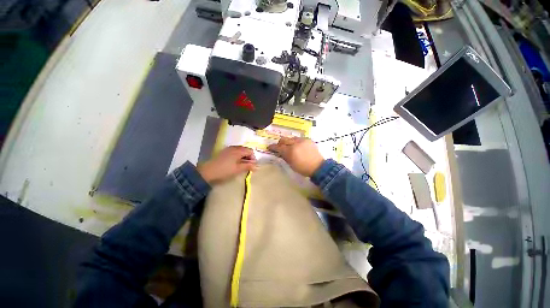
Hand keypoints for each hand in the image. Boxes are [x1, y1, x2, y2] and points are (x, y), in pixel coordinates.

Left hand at [197, 146, 256, 183]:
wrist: (208, 171)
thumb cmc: (225, 170)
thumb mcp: (238, 169)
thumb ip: (248, 166)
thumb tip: (257, 166)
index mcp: (238, 151)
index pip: (250, 151)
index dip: (253, 158)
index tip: (252, 165)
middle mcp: (234, 147)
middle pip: (245, 149)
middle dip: (248, 157)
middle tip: (248, 165)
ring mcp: (228, 149)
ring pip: (240, 150)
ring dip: (243, 156)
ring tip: (242, 164)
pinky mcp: (224, 151)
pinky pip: (234, 151)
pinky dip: (238, 155)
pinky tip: (235, 162)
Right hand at [267, 137, 323, 176]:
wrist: (318, 166)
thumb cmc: (303, 168)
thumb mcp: (291, 164)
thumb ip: (284, 156)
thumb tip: (280, 152)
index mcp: (291, 151)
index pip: (279, 147)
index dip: (273, 147)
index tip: (269, 147)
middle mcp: (295, 143)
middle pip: (284, 139)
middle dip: (280, 143)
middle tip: (279, 147)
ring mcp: (302, 140)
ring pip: (291, 138)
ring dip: (288, 142)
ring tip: (289, 147)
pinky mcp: (308, 139)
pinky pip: (298, 138)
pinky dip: (296, 142)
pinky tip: (297, 146)